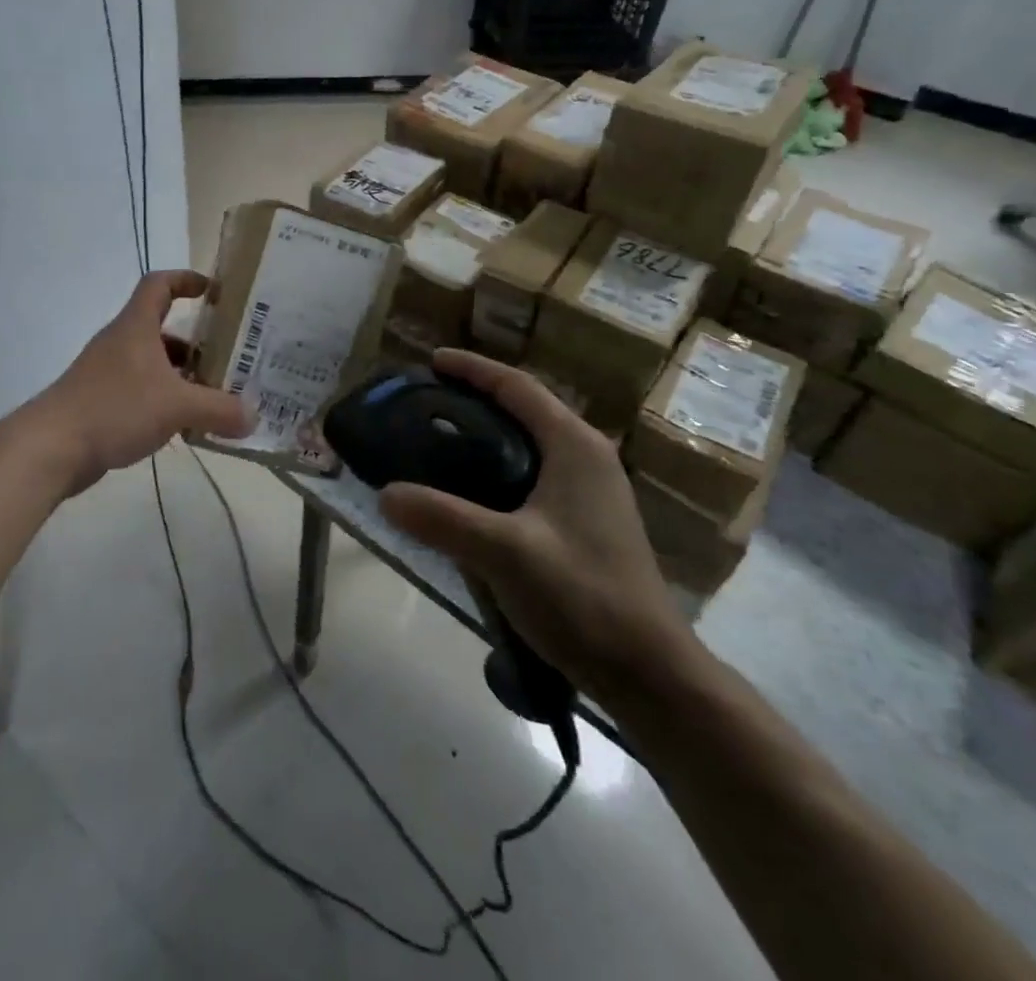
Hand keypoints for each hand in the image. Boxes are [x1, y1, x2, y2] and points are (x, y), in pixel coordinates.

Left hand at [37, 270, 253, 491]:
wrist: (51, 447)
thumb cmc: (114, 408)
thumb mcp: (176, 407)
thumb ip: (219, 409)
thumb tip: (254, 417)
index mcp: (135, 327)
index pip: (159, 284)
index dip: (186, 279)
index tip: (214, 291)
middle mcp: (121, 342)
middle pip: (161, 328)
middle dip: (196, 341)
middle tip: (228, 358)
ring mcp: (107, 372)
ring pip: (153, 363)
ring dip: (181, 374)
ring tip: (213, 396)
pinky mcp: (101, 401)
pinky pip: (141, 390)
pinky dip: (164, 399)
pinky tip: (183, 425)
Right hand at [380, 349, 695, 703]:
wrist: (650, 674)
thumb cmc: (583, 597)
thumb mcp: (504, 553)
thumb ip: (442, 519)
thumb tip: (386, 494)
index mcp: (574, 446)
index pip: (516, 387)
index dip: (473, 368)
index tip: (431, 361)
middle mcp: (587, 457)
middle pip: (524, 409)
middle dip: (475, 398)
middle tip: (426, 402)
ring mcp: (592, 491)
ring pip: (529, 443)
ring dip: (486, 434)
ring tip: (439, 441)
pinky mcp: (587, 521)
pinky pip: (534, 474)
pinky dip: (498, 467)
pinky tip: (470, 493)